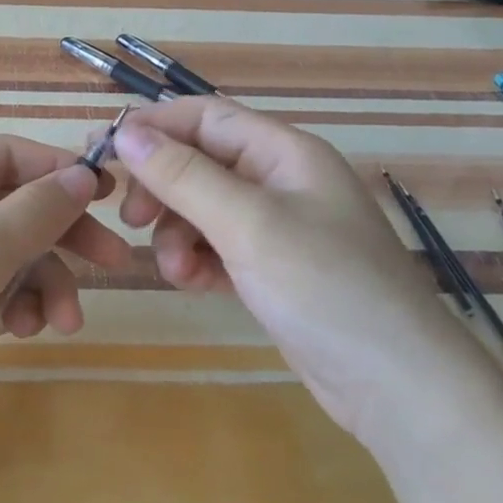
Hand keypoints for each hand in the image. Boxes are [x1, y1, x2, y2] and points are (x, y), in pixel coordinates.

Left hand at [0, 135, 132, 464]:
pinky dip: (16, 306)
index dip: (60, 169)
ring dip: (45, 283)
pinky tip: (23, 332)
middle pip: (16, 206)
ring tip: (62, 323)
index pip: (8, 154)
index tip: (109, 196)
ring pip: (10, 255)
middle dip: (64, 235)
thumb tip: (82, 174)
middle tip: (116, 262)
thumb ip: (36, 210)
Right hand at [112, 97, 495, 441]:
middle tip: (129, 219)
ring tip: (174, 269)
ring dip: (176, 233)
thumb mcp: (247, 224)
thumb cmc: (325, 286)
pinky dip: (196, 261)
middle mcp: (280, 181)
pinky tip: (192, 284)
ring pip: (202, 209)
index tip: (104, 154)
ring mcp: (277, 227)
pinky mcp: (271, 269)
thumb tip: (125, 132)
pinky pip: (216, 247)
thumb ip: (183, 175)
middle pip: (199, 162)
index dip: (153, 128)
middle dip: (161, 188)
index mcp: (284, 152)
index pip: (205, 117)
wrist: (398, 386)